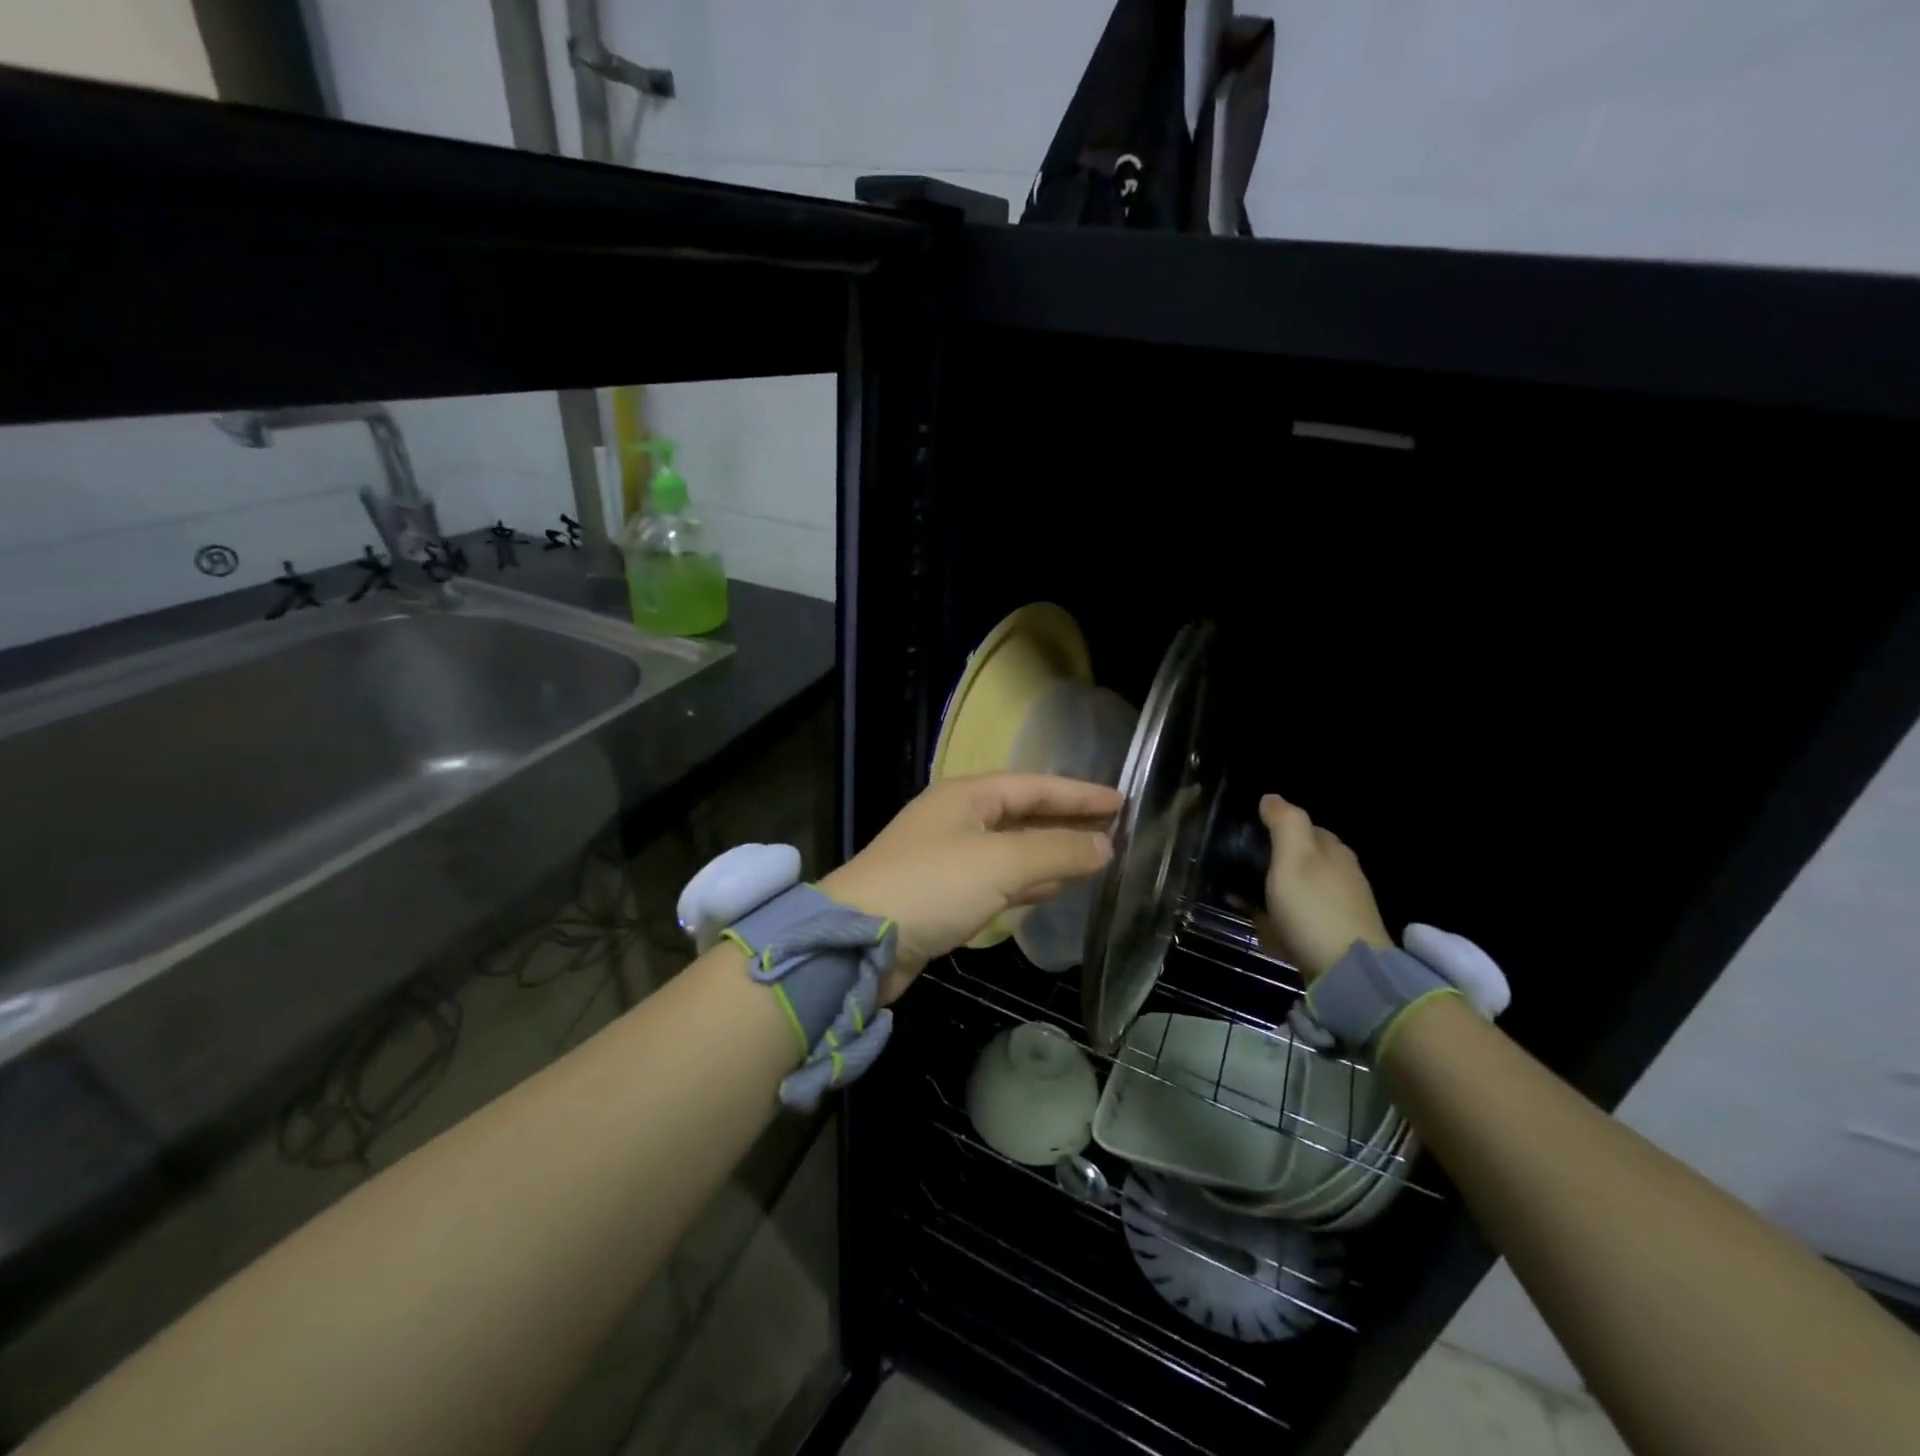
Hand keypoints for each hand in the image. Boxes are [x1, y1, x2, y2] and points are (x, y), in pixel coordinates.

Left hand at [821, 773, 1119, 1001]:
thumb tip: (1105, 847)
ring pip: (1013, 849)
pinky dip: (1029, 882)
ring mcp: (949, 858)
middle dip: (1068, 823)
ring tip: (1097, 859)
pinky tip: (1055, 889)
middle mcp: (957, 819)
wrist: (858, 943)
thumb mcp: (999, 863)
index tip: (1123, 801)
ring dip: (1052, 853)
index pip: (1034, 786)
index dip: (1079, 794)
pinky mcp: (945, 895)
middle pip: (1024, 815)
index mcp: (966, 796)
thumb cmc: (931, 886)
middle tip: (1116, 831)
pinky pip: (999, 880)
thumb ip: (1056, 851)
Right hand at [1256, 793, 1391, 981]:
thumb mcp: (1294, 857)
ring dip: (1270, 894)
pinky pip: (1299, 920)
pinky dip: (1279, 920)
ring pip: (1296, 891)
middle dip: (1270, 864)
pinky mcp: (1334, 937)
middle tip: (1237, 874)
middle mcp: (1341, 874)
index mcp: (1333, 850)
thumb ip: (1284, 822)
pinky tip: (1264, 930)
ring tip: (1241, 903)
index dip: (1274, 830)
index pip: (1302, 827)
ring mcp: (1340, 908)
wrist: (1347, 973)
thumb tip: (1271, 797)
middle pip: (1298, 860)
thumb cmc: (1313, 908)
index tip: (1245, 841)